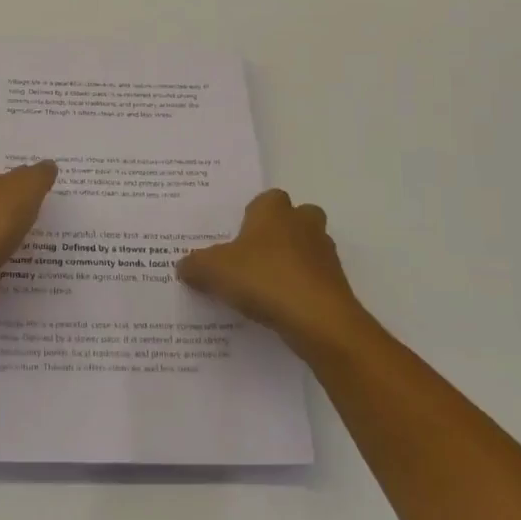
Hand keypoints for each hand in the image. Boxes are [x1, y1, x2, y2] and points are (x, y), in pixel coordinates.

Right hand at [176, 189, 372, 358]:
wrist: (319, 320)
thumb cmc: (264, 279)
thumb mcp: (214, 271)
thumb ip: (195, 265)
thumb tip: (183, 266)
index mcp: (274, 210)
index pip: (267, 198)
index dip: (254, 215)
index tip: (238, 236)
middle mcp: (304, 224)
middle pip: (296, 218)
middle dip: (281, 233)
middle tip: (255, 257)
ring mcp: (325, 254)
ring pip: (308, 249)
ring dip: (293, 262)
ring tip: (266, 288)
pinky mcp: (337, 285)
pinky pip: (315, 280)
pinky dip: (302, 290)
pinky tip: (282, 310)